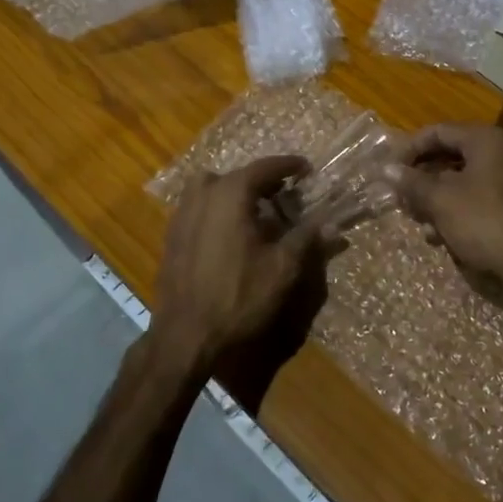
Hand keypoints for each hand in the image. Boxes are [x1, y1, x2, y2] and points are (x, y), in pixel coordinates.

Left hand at [153, 156, 321, 376]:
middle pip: (235, 175)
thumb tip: (331, 223)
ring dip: (234, 193)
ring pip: (211, 189)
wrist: (186, 335)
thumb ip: (306, 238)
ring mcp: (181, 215)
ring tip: (256, 212)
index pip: (264, 168)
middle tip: (283, 193)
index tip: (306, 168)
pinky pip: (198, 209)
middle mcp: (202, 196)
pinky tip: (231, 235)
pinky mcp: (171, 237)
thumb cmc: (239, 296)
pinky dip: (217, 210)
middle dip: (261, 180)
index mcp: (230, 194)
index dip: (288, 165)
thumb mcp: (282, 268)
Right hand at [388, 124, 502, 287]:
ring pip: (457, 182)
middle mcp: (497, 154)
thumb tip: (386, 169)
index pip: (437, 132)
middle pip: (447, 156)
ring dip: (432, 198)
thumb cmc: (483, 221)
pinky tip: (436, 236)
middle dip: (420, 177)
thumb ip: (412, 182)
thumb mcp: (440, 199)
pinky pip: (470, 201)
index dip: (409, 148)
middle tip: (398, 195)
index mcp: (485, 141)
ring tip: (414, 218)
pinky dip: (450, 213)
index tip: (388, 169)